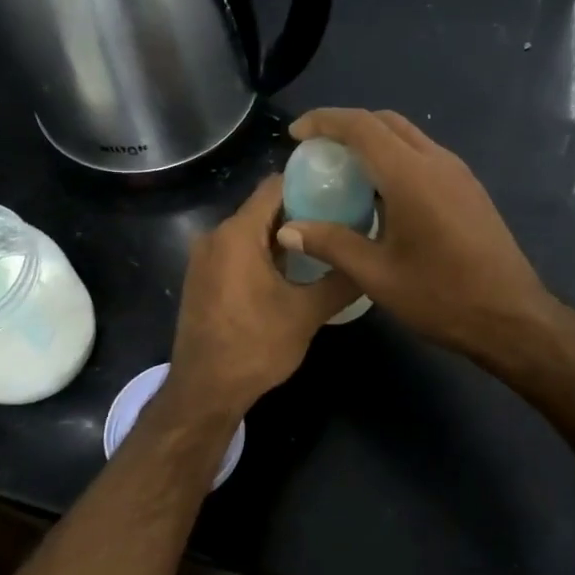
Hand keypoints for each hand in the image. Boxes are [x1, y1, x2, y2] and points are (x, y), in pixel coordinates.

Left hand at [163, 174, 358, 419]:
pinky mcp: (203, 279)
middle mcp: (215, 236)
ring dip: (284, 235)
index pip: (275, 186)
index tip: (342, 188)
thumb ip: (341, 280)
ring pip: (251, 231)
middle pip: (263, 207)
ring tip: (324, 244)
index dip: (309, 182)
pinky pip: (238, 251)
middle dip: (302, 210)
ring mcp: (204, 259)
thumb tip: (371, 260)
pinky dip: (265, 253)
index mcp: (237, 234)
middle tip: (341, 219)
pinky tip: (294, 271)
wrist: (204, 392)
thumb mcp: (307, 314)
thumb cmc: (254, 347)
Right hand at [275, 108, 562, 361]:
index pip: (361, 126)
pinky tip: (382, 195)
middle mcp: (437, 162)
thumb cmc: (442, 297)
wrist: (512, 317)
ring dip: (374, 142)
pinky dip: (395, 159)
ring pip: (409, 137)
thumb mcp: (378, 275)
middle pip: (387, 122)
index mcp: (411, 175)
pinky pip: (425, 157)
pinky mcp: (470, 190)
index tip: (296, 134)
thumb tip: (288, 229)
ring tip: (344, 171)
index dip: (324, 121)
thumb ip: (331, 244)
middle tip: (317, 151)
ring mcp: (459, 174)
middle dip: (348, 126)